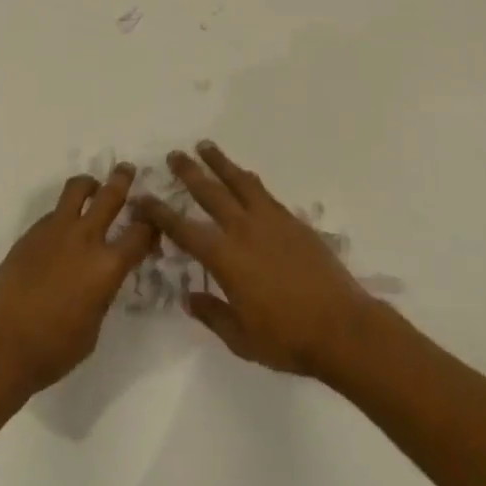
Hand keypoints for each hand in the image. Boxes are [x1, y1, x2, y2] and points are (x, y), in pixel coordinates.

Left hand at [0, 165, 156, 394]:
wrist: (0, 345)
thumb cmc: (53, 349)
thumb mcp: (94, 326)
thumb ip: (103, 293)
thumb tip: (101, 279)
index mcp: (107, 266)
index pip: (140, 233)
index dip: (151, 225)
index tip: (153, 222)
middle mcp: (84, 239)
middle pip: (110, 195)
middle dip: (122, 180)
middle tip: (127, 170)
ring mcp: (55, 231)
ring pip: (76, 190)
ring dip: (89, 185)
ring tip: (92, 187)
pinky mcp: (30, 234)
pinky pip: (53, 213)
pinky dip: (63, 214)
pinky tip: (61, 232)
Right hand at [136, 141, 378, 379]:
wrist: (342, 327)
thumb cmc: (288, 339)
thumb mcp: (242, 339)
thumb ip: (213, 315)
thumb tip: (190, 297)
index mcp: (225, 258)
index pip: (183, 230)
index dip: (160, 213)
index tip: (142, 197)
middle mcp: (244, 230)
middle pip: (210, 193)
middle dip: (188, 172)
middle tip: (173, 154)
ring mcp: (271, 221)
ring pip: (239, 182)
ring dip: (220, 163)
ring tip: (205, 146)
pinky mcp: (293, 222)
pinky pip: (264, 192)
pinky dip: (249, 180)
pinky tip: (245, 176)